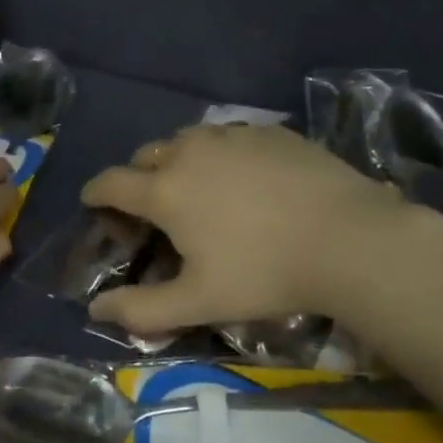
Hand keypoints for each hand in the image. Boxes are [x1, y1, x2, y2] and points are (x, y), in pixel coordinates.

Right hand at [81, 125, 421, 336]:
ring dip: (177, 160)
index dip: (95, 193)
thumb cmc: (266, 273)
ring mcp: (232, 136)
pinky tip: (242, 177)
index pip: (111, 182)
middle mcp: (190, 151)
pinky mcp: (268, 131)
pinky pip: (228, 136)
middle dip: (137, 177)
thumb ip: (141, 310)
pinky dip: (219, 153)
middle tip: (151, 207)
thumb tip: (94, 310)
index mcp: (165, 190)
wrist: (349, 238)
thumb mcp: (199, 302)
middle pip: (146, 155)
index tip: (93, 202)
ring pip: (187, 140)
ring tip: (196, 188)